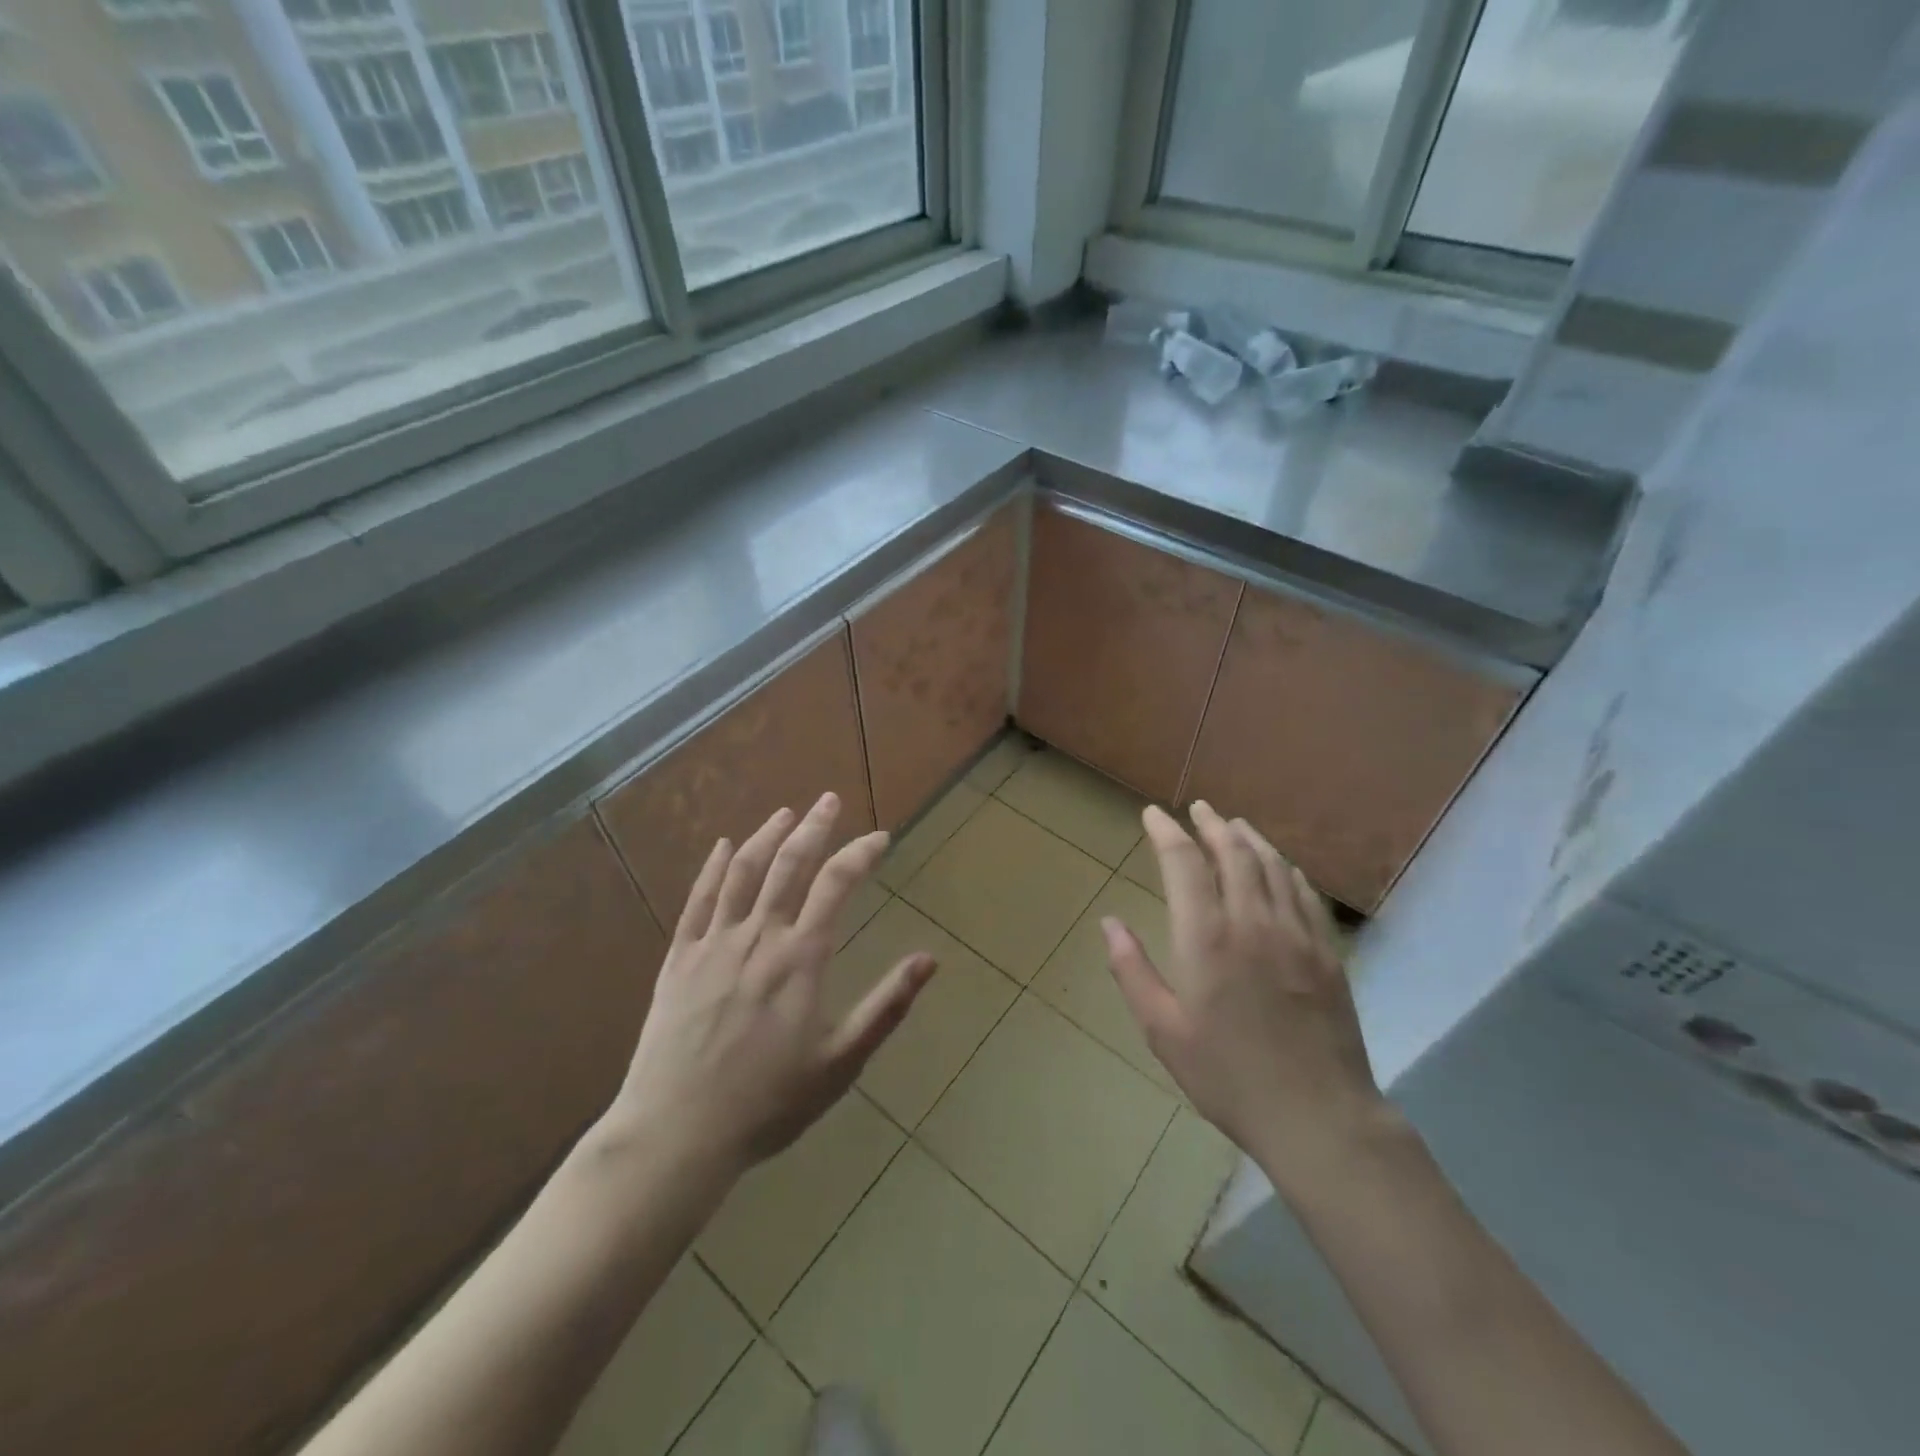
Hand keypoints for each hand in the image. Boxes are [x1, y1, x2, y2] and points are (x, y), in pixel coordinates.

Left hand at [605, 793, 935, 1188]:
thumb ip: (886, 1006)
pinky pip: (697, 901)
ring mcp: (714, 944)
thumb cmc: (769, 1102)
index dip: (860, 854)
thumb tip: (929, 959)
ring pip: (743, 873)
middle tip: (828, 800)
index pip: (836, 885)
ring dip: (766, 837)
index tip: (880, 837)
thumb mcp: (841, 1062)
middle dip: (814, 827)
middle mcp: (758, 937)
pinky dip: (713, 869)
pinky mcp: (679, 960)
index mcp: (800, 958)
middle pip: (789, 865)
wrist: (677, 1133)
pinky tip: (723, 847)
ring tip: (785, 813)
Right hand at [1102, 801, 1387, 1199]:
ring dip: (1249, 839)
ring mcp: (1297, 934)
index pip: (1184, 864)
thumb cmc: (1228, 1076)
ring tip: (1233, 824)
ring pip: (1272, 866)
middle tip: (1198, 808)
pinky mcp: (1327, 953)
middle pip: (1233, 853)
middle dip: (1211, 825)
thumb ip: (1132, 970)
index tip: (1153, 814)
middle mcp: (1253, 922)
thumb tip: (1109, 923)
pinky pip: (1305, 894)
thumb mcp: (1163, 1030)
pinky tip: (1280, 866)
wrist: (1318, 1116)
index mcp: (1206, 938)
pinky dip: (1286, 869)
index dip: (1166, 832)